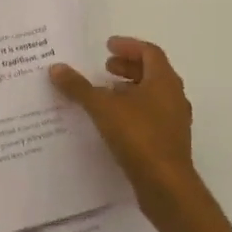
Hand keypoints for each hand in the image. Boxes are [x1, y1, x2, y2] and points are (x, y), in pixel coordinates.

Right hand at [50, 37, 198, 212]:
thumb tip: (56, 68)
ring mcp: (174, 121)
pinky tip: (113, 121)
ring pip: (152, 95)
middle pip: (152, 72)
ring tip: (105, 92)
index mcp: (164, 81)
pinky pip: (151, 116)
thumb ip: (79, 87)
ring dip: (130, 89)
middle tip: (105, 67)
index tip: (107, 46)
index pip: (149, 52)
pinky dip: (133, 110)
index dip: (128, 46)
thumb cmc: (138, 136)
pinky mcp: (169, 142)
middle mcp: (174, 97)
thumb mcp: (102, 107)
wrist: (166, 185)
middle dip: (128, 67)